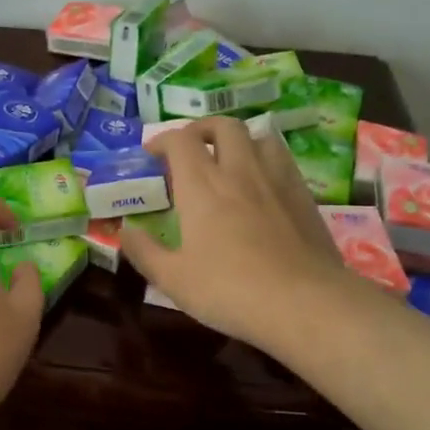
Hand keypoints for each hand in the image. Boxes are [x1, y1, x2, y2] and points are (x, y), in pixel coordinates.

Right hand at [120, 117, 348, 347]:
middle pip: (222, 126)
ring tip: (229, 160)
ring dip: (238, 140)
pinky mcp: (304, 195)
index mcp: (201, 185)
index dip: (162, 140)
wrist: (304, 303)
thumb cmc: (230, 290)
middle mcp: (238, 170)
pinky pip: (283, 160)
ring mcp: (276, 179)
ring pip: (258, 136)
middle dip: (202, 130)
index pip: (180, 140)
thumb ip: (144, 252)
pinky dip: (266, 160)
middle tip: (191, 149)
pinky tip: (263, 184)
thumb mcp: (173, 279)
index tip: (152, 155)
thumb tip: (124, 231)